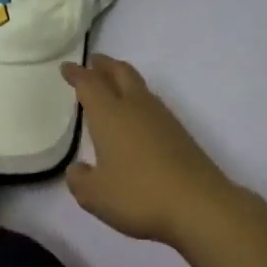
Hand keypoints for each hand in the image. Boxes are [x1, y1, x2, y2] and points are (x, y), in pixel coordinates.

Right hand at [62, 55, 239, 245]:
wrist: (199, 205)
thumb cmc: (138, 195)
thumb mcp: (95, 195)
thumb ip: (80, 180)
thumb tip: (78, 169)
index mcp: (109, 115)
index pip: (89, 84)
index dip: (77, 74)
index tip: (67, 66)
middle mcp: (135, 107)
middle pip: (120, 73)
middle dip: (105, 65)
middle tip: (94, 62)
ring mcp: (162, 118)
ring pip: (139, 86)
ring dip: (123, 79)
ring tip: (113, 85)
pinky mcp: (179, 133)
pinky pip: (152, 105)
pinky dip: (139, 100)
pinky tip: (137, 117)